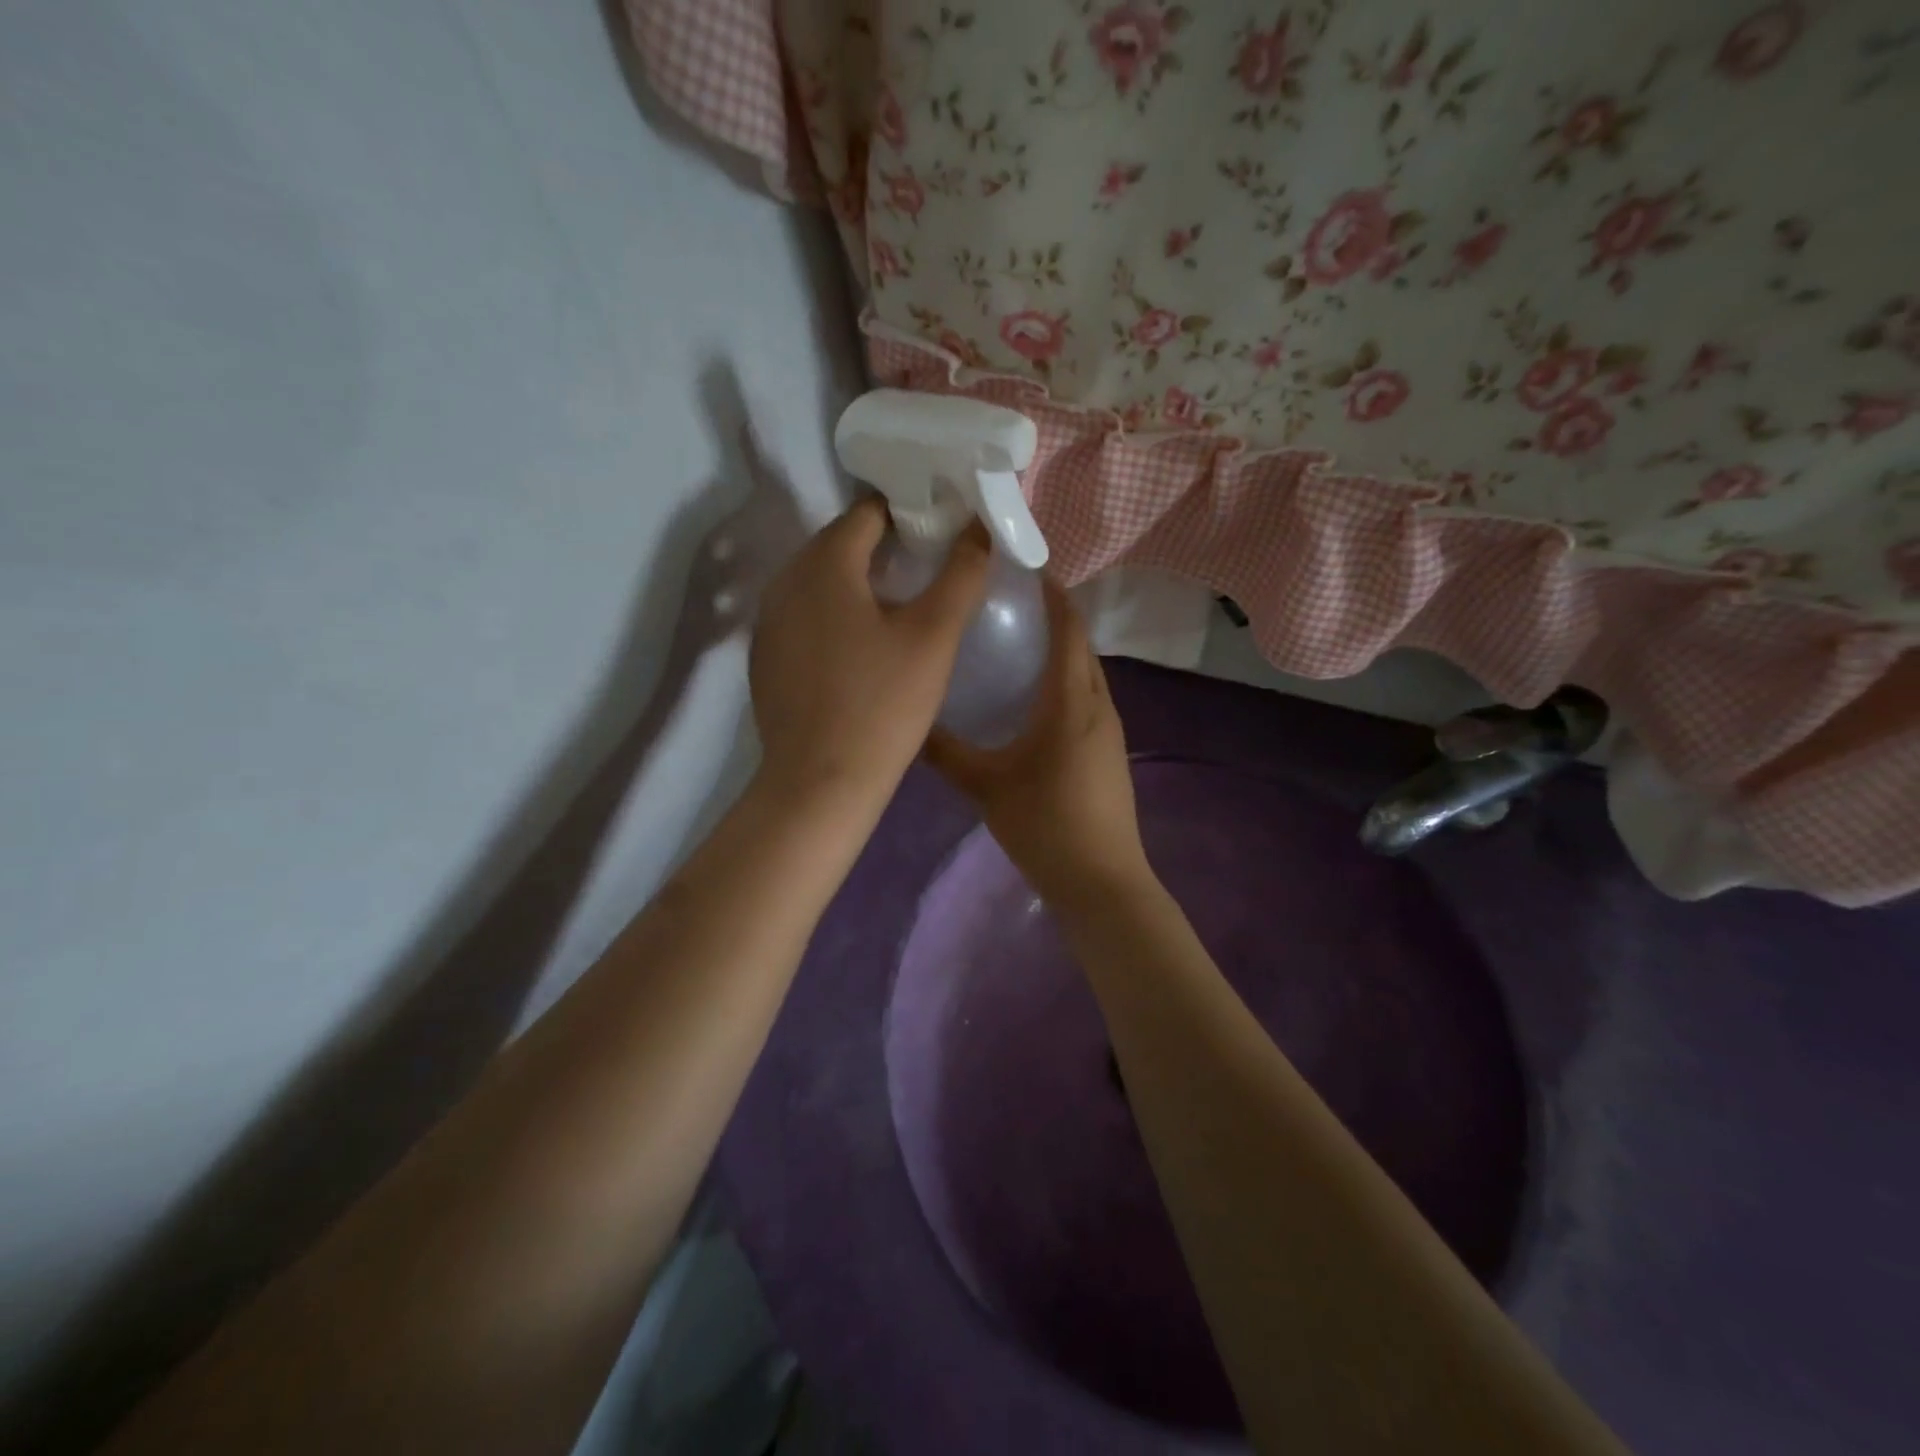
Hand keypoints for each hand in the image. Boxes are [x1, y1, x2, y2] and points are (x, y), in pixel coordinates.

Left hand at [749, 496, 988, 814]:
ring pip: (820, 581)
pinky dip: (833, 614)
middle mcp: (784, 580)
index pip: (868, 512)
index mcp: (824, 563)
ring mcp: (767, 621)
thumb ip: (961, 575)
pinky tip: (859, 648)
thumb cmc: (882, 705)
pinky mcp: (765, 657)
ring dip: (858, 582)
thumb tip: (979, 528)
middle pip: (840, 543)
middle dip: (884, 548)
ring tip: (899, 608)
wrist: (820, 783)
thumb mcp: (933, 637)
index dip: (909, 515)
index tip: (942, 534)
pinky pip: (804, 615)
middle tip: (928, 571)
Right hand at [925, 582, 1150, 904]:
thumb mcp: (986, 786)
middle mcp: (1098, 705)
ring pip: (1087, 673)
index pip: (1068, 629)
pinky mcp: (1110, 752)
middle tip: (1011, 602)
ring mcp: (1110, 730)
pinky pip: (1088, 698)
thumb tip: (909, 725)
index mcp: (1071, 701)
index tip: (1024, 568)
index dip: (1052, 594)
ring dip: (1062, 650)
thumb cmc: (1045, 824)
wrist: (1101, 879)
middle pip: (1082, 645)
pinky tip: (1035, 699)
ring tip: (1020, 642)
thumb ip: (946, 753)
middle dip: (1055, 616)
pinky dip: (1066, 681)